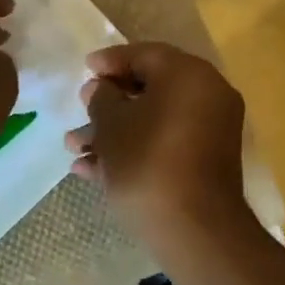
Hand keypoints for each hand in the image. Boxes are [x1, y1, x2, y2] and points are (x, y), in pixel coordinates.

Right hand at [65, 43, 253, 251]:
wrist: (194, 230)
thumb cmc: (146, 163)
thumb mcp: (111, 125)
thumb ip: (101, 98)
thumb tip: (100, 89)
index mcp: (189, 75)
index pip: (144, 54)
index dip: (110, 61)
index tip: (84, 69)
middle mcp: (207, 96)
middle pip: (150, 89)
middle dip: (107, 104)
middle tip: (80, 111)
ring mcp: (210, 131)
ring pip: (154, 120)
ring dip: (113, 132)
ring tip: (74, 148)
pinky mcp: (206, 163)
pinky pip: (166, 144)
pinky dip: (135, 150)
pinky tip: (93, 170)